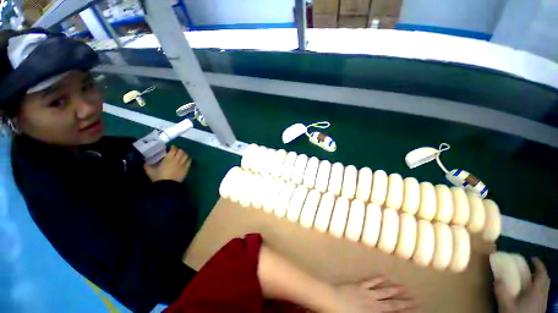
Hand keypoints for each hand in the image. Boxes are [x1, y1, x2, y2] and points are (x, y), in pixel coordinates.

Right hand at [144, 146, 191, 182]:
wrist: (168, 185)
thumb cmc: (158, 177)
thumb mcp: (150, 171)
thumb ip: (147, 165)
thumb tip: (145, 161)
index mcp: (169, 158)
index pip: (174, 149)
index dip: (173, 147)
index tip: (172, 147)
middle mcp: (177, 159)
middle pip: (181, 151)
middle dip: (179, 150)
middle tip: (177, 151)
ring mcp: (183, 164)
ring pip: (187, 155)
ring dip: (185, 154)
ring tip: (182, 155)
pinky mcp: (187, 168)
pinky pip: (190, 161)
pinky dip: (188, 159)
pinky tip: (186, 160)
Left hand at [330, 276, 415, 312]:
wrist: (331, 300)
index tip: (414, 310)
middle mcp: (373, 305)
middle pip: (391, 304)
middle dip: (404, 303)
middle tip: (415, 300)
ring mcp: (366, 294)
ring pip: (383, 291)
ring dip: (393, 290)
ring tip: (403, 288)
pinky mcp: (359, 286)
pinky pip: (370, 282)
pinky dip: (377, 279)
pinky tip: (384, 276)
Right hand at [495, 257, 549, 312]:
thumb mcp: (506, 305)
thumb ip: (501, 291)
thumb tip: (497, 277)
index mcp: (537, 292)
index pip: (542, 274)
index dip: (539, 265)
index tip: (531, 258)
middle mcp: (543, 295)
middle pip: (545, 281)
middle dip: (539, 272)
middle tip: (530, 268)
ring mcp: (543, 303)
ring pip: (544, 288)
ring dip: (538, 281)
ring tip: (528, 279)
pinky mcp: (540, 308)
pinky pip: (542, 294)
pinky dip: (537, 289)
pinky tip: (528, 293)